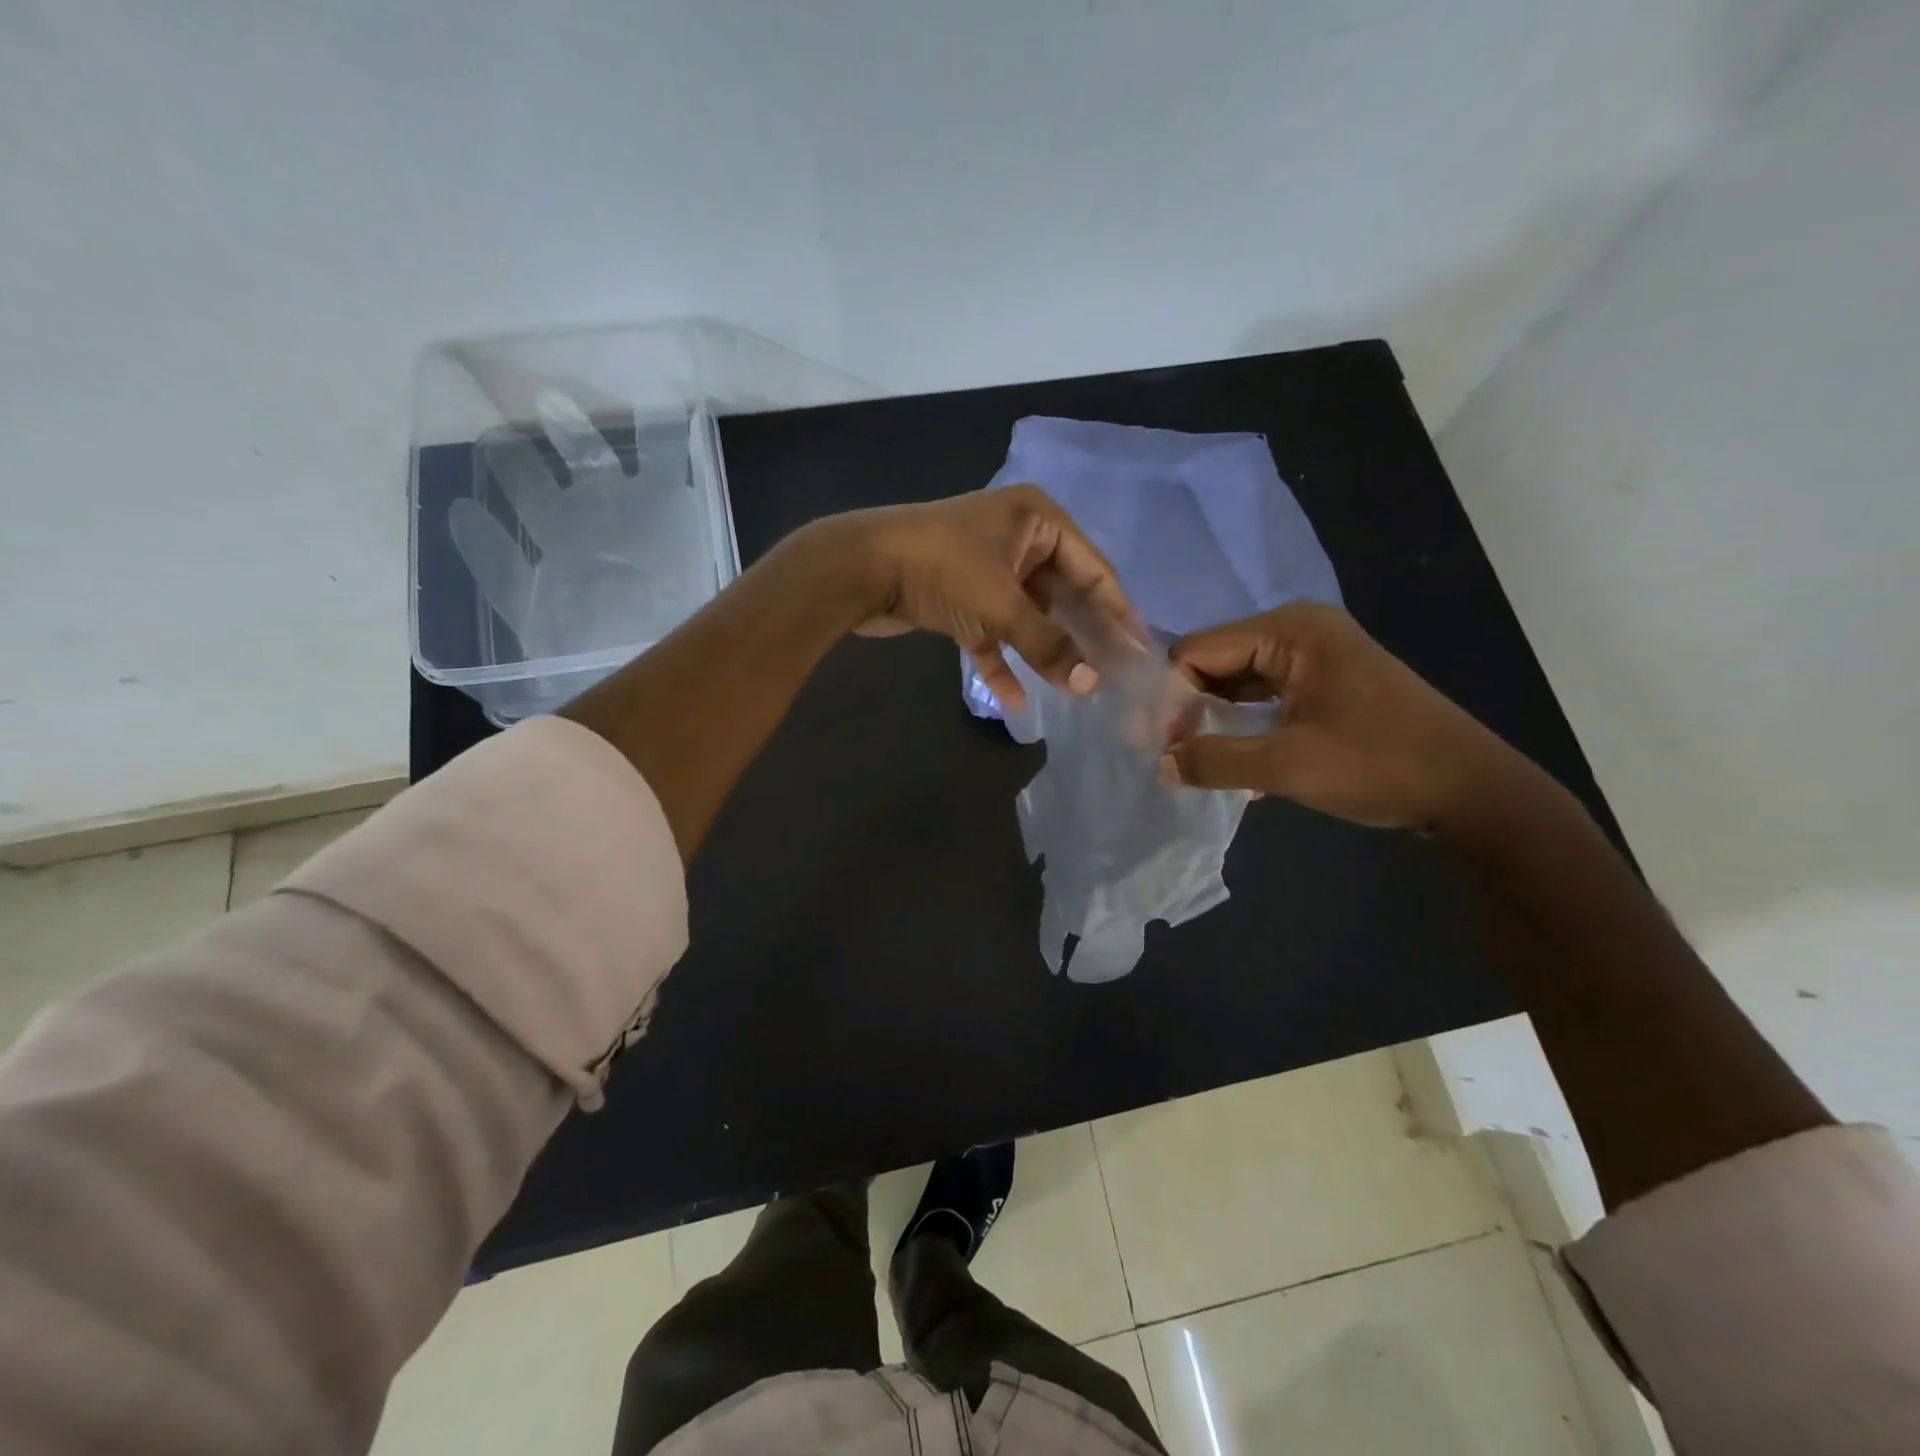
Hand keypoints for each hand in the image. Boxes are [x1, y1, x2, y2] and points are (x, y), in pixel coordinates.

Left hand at [835, 485, 1138, 712]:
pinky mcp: (960, 597)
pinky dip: (1000, 660)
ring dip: (1043, 651)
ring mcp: (987, 568)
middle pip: (1062, 594)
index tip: (1141, 651)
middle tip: (1111, 675)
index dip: (1119, 612)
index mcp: (1037, 521)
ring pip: (1027, 615)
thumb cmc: (942, 569)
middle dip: (1082, 636)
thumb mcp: (1002, 606)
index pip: (1094, 569)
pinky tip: (1014, 700)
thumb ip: (1048, 644)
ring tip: (1075, 689)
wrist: (859, 568)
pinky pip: (991, 631)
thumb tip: (1091, 685)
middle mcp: (1017, 538)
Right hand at [1162, 602, 1525, 828]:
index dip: (1169, 696)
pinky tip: (1234, 761)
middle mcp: (1298, 631)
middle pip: (1215, 662)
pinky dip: (1243, 725)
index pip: (1198, 650)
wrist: (1473, 792)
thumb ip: (1213, 761)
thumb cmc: (1380, 765)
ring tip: (1192, 761)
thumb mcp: (1287, 766)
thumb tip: (1160, 764)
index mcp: (1290, 630)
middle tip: (1168, 756)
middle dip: (1188, 708)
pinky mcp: (1325, 682)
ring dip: (1213, 720)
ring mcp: (1315, 655)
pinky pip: (1264, 695)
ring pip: (1237, 682)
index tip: (1155, 744)